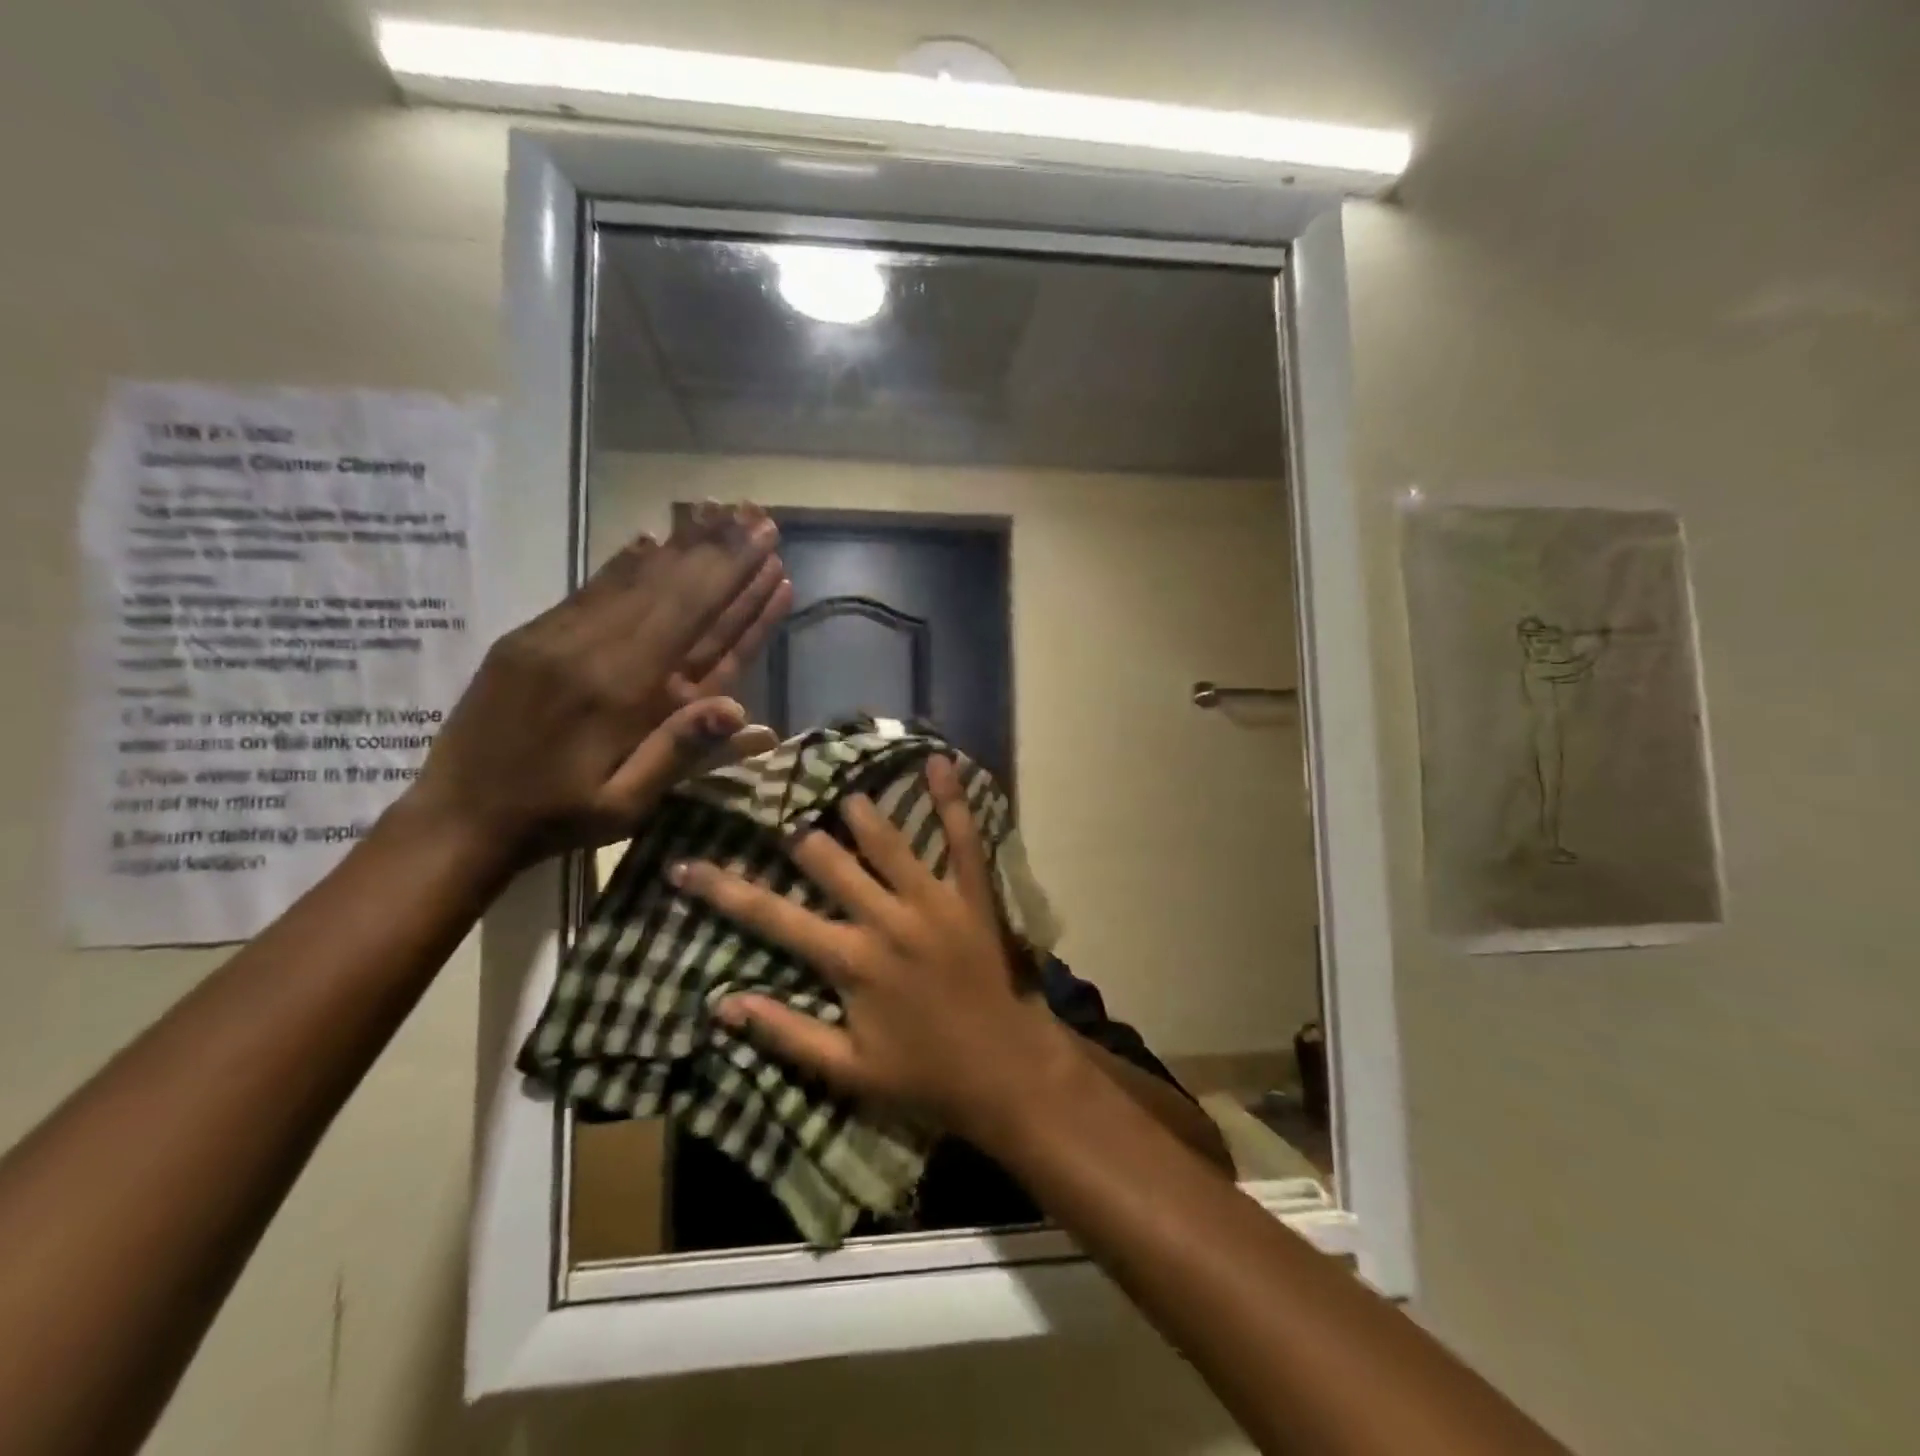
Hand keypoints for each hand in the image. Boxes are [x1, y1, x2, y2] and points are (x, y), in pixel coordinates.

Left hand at [405, 502, 789, 865]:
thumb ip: (678, 752)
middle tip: (757, 516)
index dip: (735, 582)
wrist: (457, 818)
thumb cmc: (557, 818)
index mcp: (621, 692)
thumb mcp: (625, 805)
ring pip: (632, 581)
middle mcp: (592, 651)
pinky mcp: (531, 636)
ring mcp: (556, 636)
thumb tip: (739, 708)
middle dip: (719, 551)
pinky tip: (651, 539)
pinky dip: (626, 563)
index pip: (694, 622)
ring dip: (681, 547)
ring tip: (718, 514)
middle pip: (669, 590)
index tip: (768, 547)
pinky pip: (589, 589)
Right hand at [671, 757, 1076, 1138]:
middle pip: (828, 862)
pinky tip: (939, 761)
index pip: (772, 915)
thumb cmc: (924, 1075)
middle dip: (797, 839)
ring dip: (859, 813)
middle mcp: (886, 919)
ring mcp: (933, 900)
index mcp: (849, 960)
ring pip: (887, 841)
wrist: (1006, 1070)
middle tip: (778, 813)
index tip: (687, 864)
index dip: (723, 889)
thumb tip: (721, 1003)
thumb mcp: (846, 1071)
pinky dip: (951, 799)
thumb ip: (785, 1033)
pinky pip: (963, 839)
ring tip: (840, 790)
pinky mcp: (973, 895)